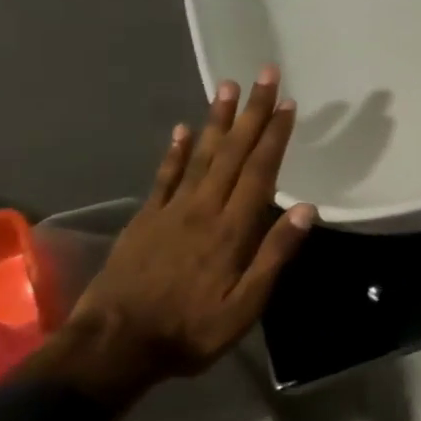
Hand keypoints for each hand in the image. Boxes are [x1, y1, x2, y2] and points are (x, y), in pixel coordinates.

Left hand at [63, 67, 314, 402]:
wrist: (114, 345)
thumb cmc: (189, 330)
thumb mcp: (245, 306)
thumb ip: (274, 255)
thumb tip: (306, 209)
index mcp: (231, 230)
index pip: (259, 172)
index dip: (275, 136)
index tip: (288, 104)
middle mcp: (203, 209)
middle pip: (232, 152)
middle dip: (252, 112)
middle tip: (265, 75)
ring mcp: (170, 211)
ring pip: (199, 155)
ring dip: (216, 120)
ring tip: (227, 86)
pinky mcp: (145, 219)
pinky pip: (163, 176)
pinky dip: (175, 151)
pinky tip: (181, 129)